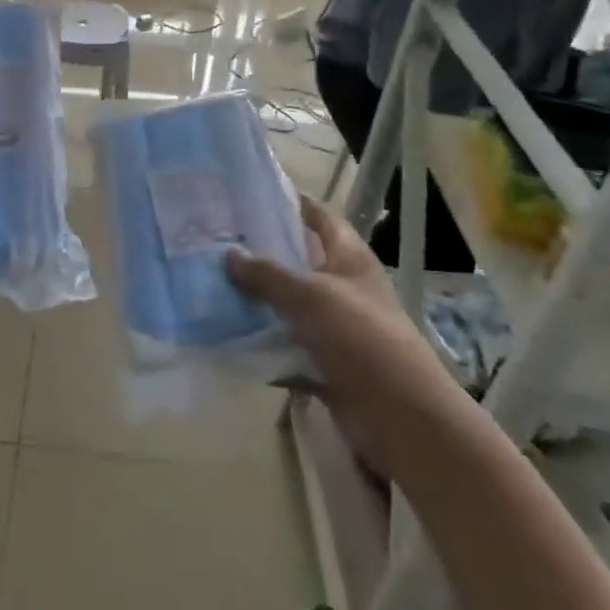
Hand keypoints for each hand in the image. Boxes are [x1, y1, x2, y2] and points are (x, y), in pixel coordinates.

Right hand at [226, 196, 445, 435]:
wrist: (399, 415)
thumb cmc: (361, 338)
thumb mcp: (311, 296)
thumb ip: (268, 274)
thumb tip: (228, 254)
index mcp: (350, 259)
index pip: (320, 218)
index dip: (292, 203)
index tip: (252, 194)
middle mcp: (342, 288)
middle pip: (298, 262)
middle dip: (261, 254)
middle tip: (216, 241)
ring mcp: (334, 327)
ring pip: (287, 306)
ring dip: (256, 301)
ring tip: (210, 285)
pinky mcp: (324, 362)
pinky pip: (285, 347)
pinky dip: (261, 345)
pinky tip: (226, 337)